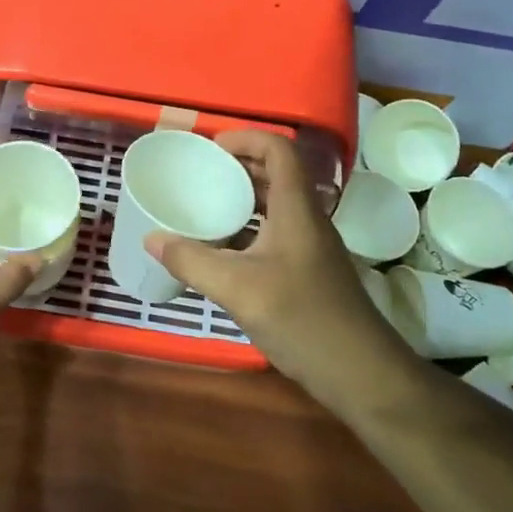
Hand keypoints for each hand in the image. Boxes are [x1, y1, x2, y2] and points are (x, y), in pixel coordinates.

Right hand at [143, 129, 410, 404]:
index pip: (280, 150)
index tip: (211, 147)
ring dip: (244, 198)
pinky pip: (276, 233)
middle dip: (240, 166)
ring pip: (277, 205)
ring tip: (206, 207)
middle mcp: (307, 220)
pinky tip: (223, 253)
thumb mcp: (238, 288)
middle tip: (201, 174)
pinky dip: (249, 230)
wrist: (361, 373)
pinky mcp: (309, 272)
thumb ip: (192, 261)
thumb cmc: (302, 319)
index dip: (247, 138)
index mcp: (296, 209)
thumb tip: (151, 238)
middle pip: (278, 174)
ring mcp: (311, 247)